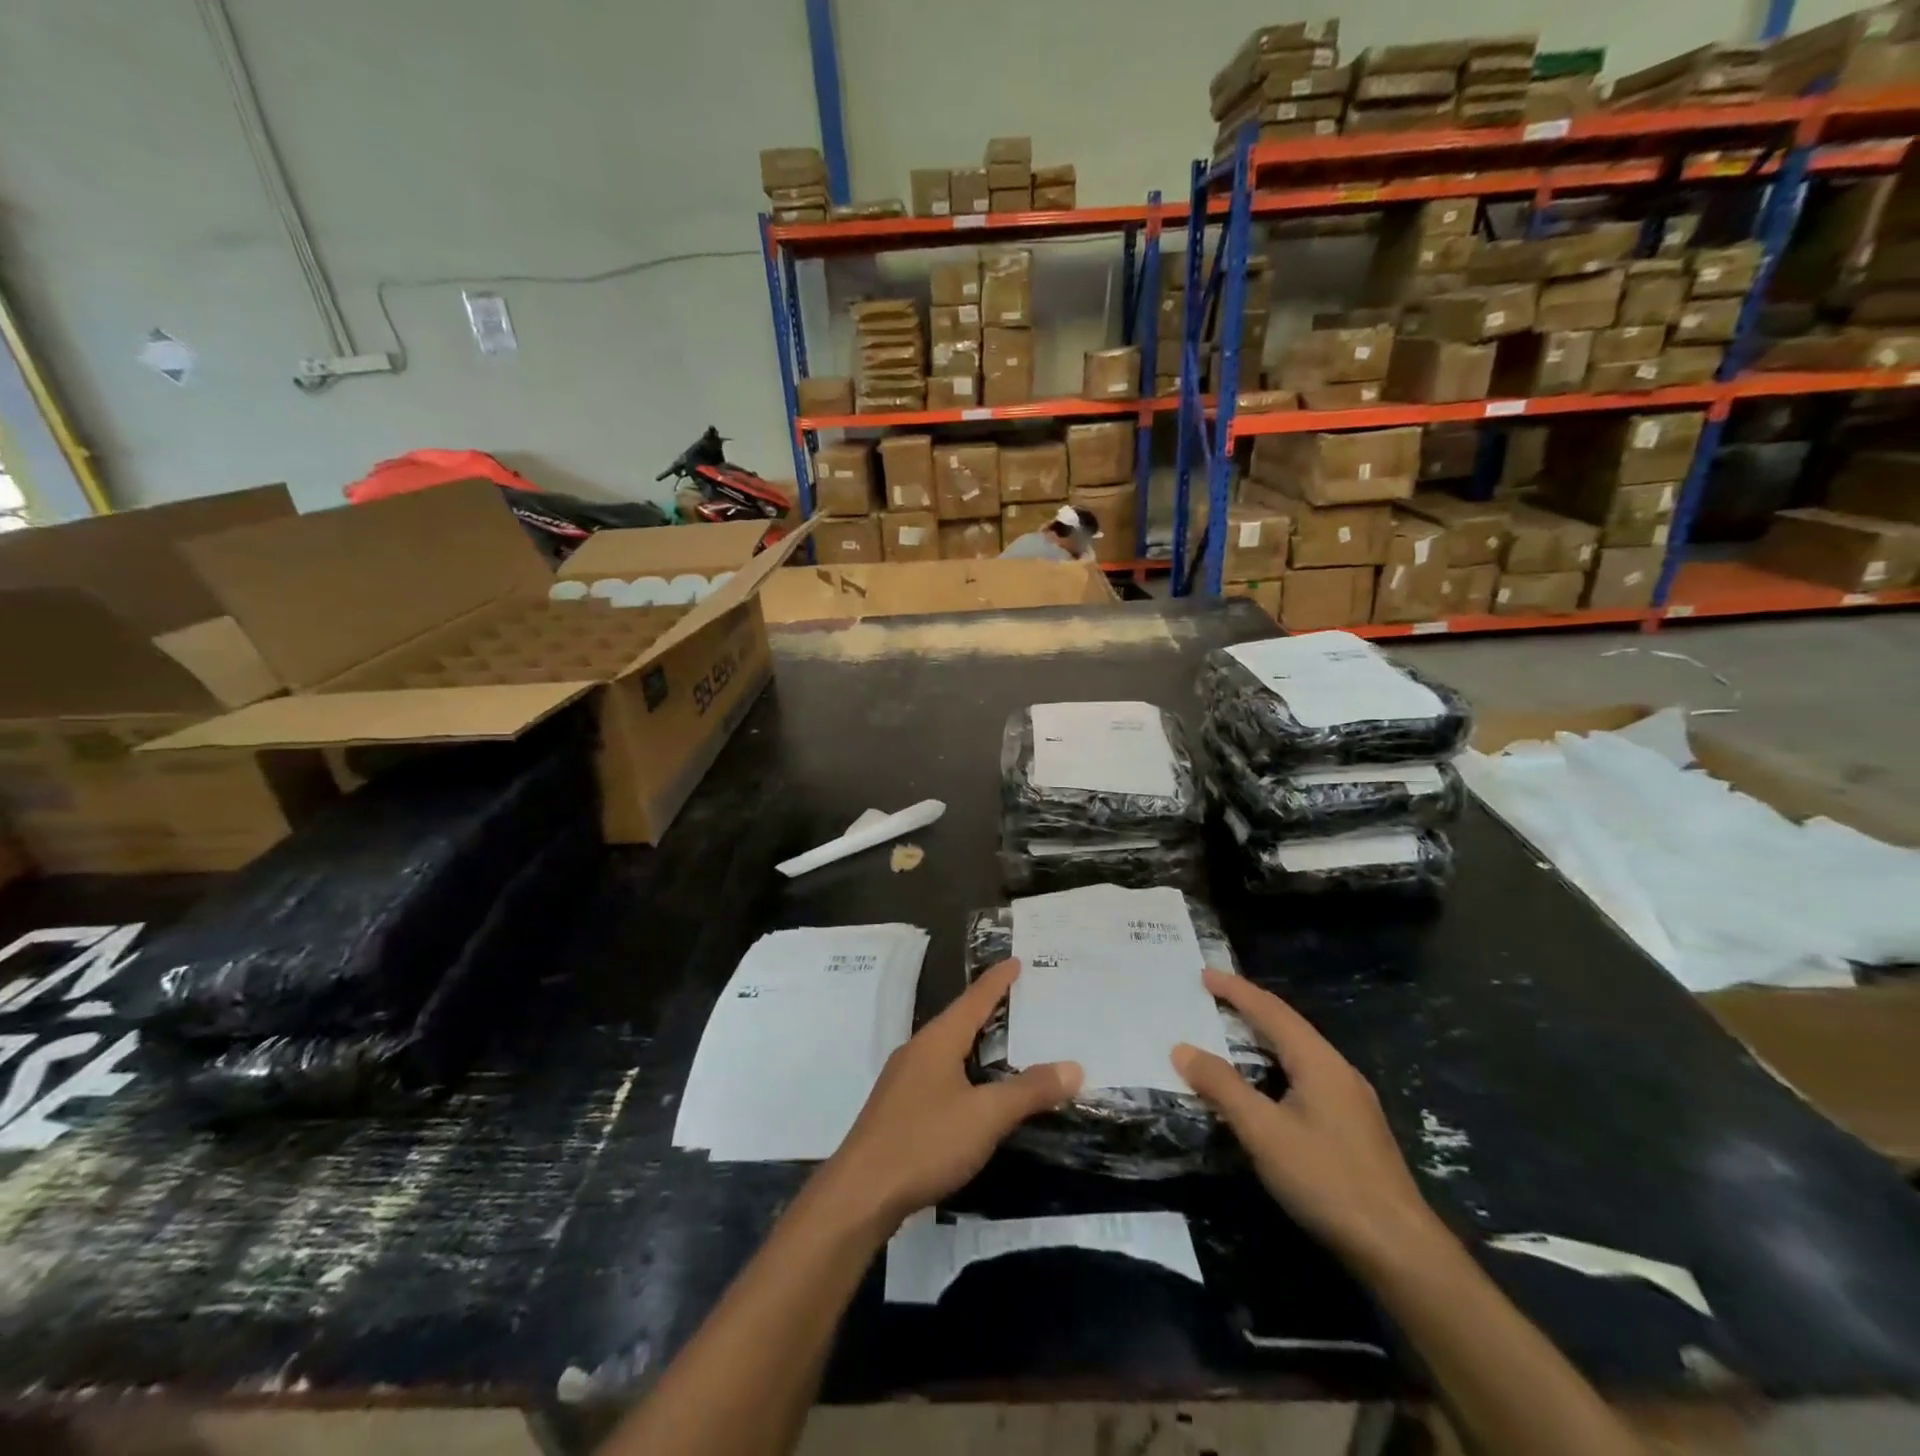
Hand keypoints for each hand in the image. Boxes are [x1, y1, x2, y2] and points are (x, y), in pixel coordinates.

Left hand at [820, 959, 1081, 1232]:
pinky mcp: (897, 1108)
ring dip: (974, 1042)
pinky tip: (971, 1091)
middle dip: (988, 1009)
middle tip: (1019, 1001)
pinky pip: (938, 1074)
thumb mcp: (986, 1116)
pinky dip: (962, 1071)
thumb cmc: (926, 1141)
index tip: (1016, 960)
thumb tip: (1073, 1066)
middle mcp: (918, 1050)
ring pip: (947, 1049)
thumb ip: (1029, 1090)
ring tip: (1002, 1043)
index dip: (997, 981)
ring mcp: (903, 1080)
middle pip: (958, 1020)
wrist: (861, 1192)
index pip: (974, 999)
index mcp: (937, 1040)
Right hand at [1172, 970, 1441, 1271]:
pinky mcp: (1353, 1126)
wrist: (1401, 1251)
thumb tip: (1182, 1048)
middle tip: (1212, 995)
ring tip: (1232, 1030)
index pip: (1271, 1010)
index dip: (1235, 990)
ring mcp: (1350, 1099)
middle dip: (1250, 1006)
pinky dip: (1276, 1063)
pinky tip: (1266, 1082)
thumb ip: (1223, 1087)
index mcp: (1318, 1061)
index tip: (1203, 974)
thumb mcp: (1264, 1132)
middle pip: (1288, 1025)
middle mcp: (1337, 1070)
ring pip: (1299, 1051)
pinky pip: (1306, 1074)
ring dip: (1264, 1035)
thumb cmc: (1328, 1181)